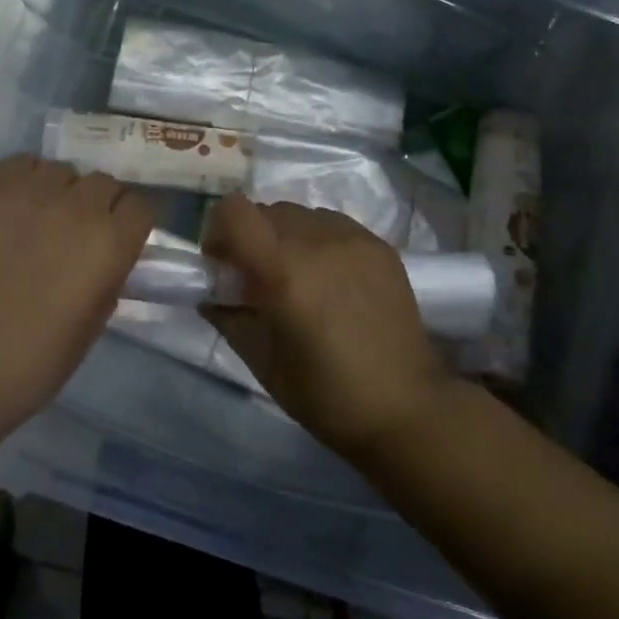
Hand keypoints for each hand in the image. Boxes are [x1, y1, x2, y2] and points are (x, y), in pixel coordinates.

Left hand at [0, 156, 156, 438]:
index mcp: (109, 244)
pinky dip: (24, 180)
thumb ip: (105, 280)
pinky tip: (9, 208)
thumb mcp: (89, 328)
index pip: (141, 206)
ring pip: (61, 170)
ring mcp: (28, 191)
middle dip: (98, 205)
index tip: (118, 237)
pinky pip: (19, 164)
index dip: (129, 222)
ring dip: (60, 191)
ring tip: (39, 218)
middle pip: (103, 183)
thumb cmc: (27, 365)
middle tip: (76, 232)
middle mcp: (76, 206)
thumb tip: (105, 258)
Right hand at [201, 194, 451, 459]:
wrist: (406, 407)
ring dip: (287, 237)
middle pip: (266, 210)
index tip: (223, 265)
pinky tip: (332, 281)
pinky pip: (334, 225)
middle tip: (258, 280)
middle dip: (251, 238)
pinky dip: (319, 241)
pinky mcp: (380, 246)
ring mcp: (354, 239)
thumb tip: (211, 293)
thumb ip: (229, 317)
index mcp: (284, 270)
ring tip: (299, 280)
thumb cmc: (326, 395)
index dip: (218, 231)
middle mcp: (318, 240)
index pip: (234, 210)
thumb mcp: (263, 362)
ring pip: (301, 214)